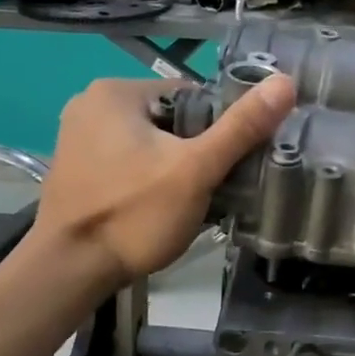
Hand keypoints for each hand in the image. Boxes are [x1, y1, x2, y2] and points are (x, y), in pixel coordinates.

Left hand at [30, 73, 295, 281]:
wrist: (69, 272)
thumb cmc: (133, 215)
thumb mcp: (196, 170)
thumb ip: (241, 128)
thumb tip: (285, 83)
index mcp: (117, 91)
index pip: (193, 96)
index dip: (222, 127)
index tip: (234, 161)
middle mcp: (91, 104)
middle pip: (173, 119)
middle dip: (198, 150)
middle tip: (217, 185)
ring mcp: (78, 137)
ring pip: (153, 143)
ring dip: (177, 166)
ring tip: (194, 199)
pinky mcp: (77, 168)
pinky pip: (130, 161)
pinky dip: (150, 178)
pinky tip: (162, 206)